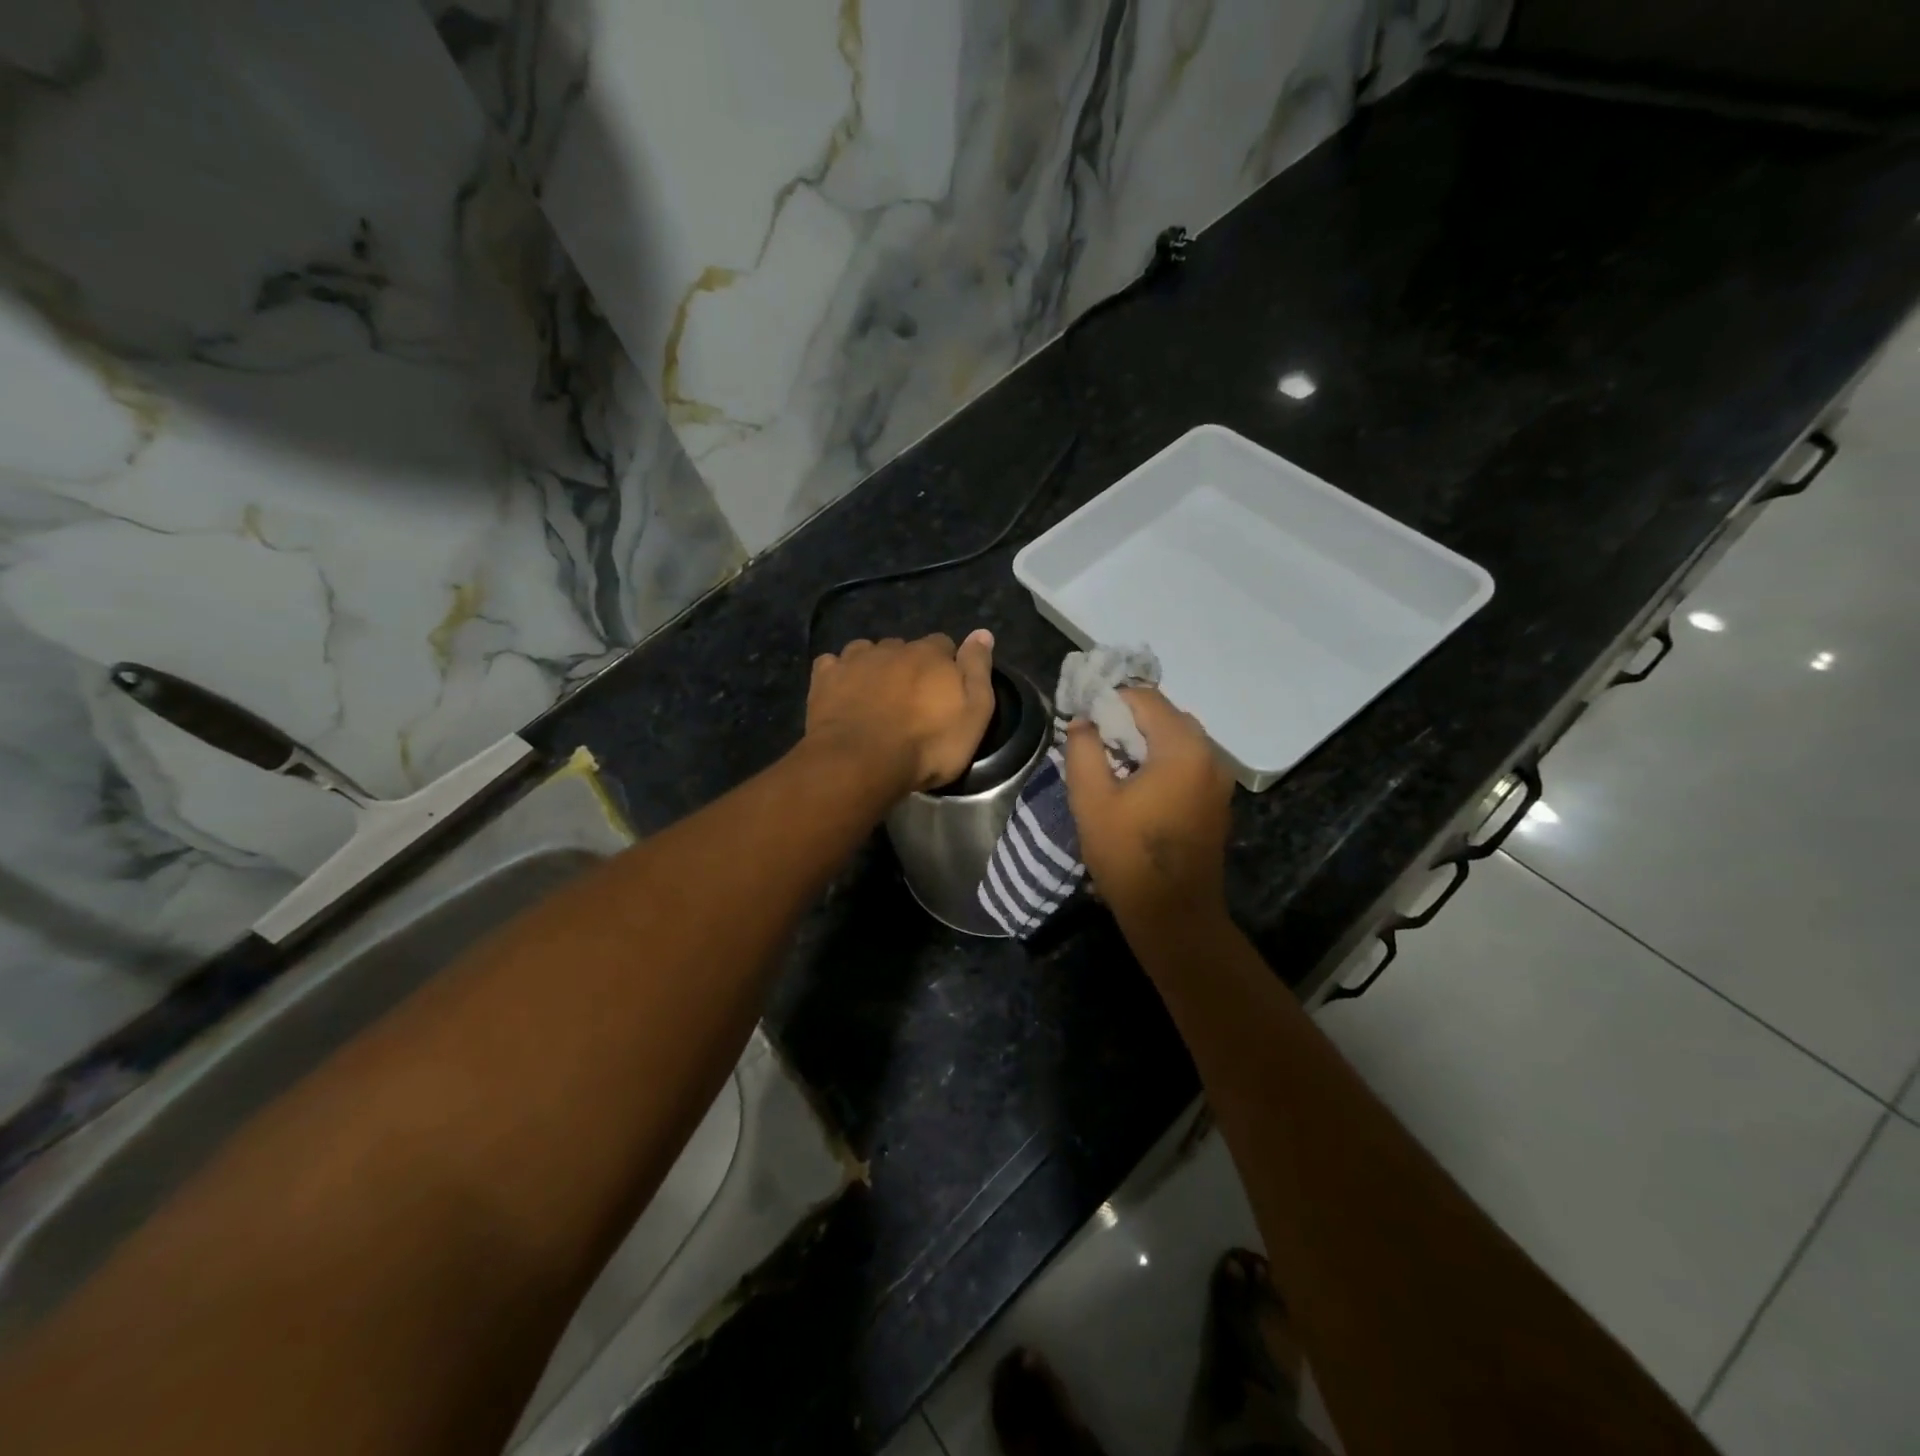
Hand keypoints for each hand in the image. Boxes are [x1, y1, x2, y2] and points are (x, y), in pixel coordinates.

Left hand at [807, 630, 996, 794]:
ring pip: (867, 650)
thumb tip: (982, 633)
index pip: (944, 645)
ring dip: (873, 665)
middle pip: (904, 648)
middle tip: (909, 699)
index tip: (944, 689)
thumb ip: (978, 670)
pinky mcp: (825, 678)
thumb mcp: (973, 713)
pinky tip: (841, 691)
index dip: (945, 664)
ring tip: (874, 694)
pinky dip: (838, 674)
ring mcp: (855, 660)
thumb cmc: (927, 744)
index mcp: (930, 654)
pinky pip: (832, 664)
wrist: (862, 762)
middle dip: (908, 665)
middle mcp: (892, 648)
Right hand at [1063, 687, 1235, 928]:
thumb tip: (1084, 722)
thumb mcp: (1090, 799)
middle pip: (1166, 716)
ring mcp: (1219, 779)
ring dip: (1145, 741)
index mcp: (1182, 749)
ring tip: (1112, 764)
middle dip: (1128, 720)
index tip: (1083, 719)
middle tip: (1095, 741)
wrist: (1173, 914)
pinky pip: (1188, 763)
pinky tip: (1138, 786)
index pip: (1145, 698)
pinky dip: (1162, 761)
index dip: (1110, 700)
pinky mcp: (1217, 801)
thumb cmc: (1128, 855)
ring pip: (1178, 740)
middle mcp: (1210, 755)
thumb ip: (1083, 749)